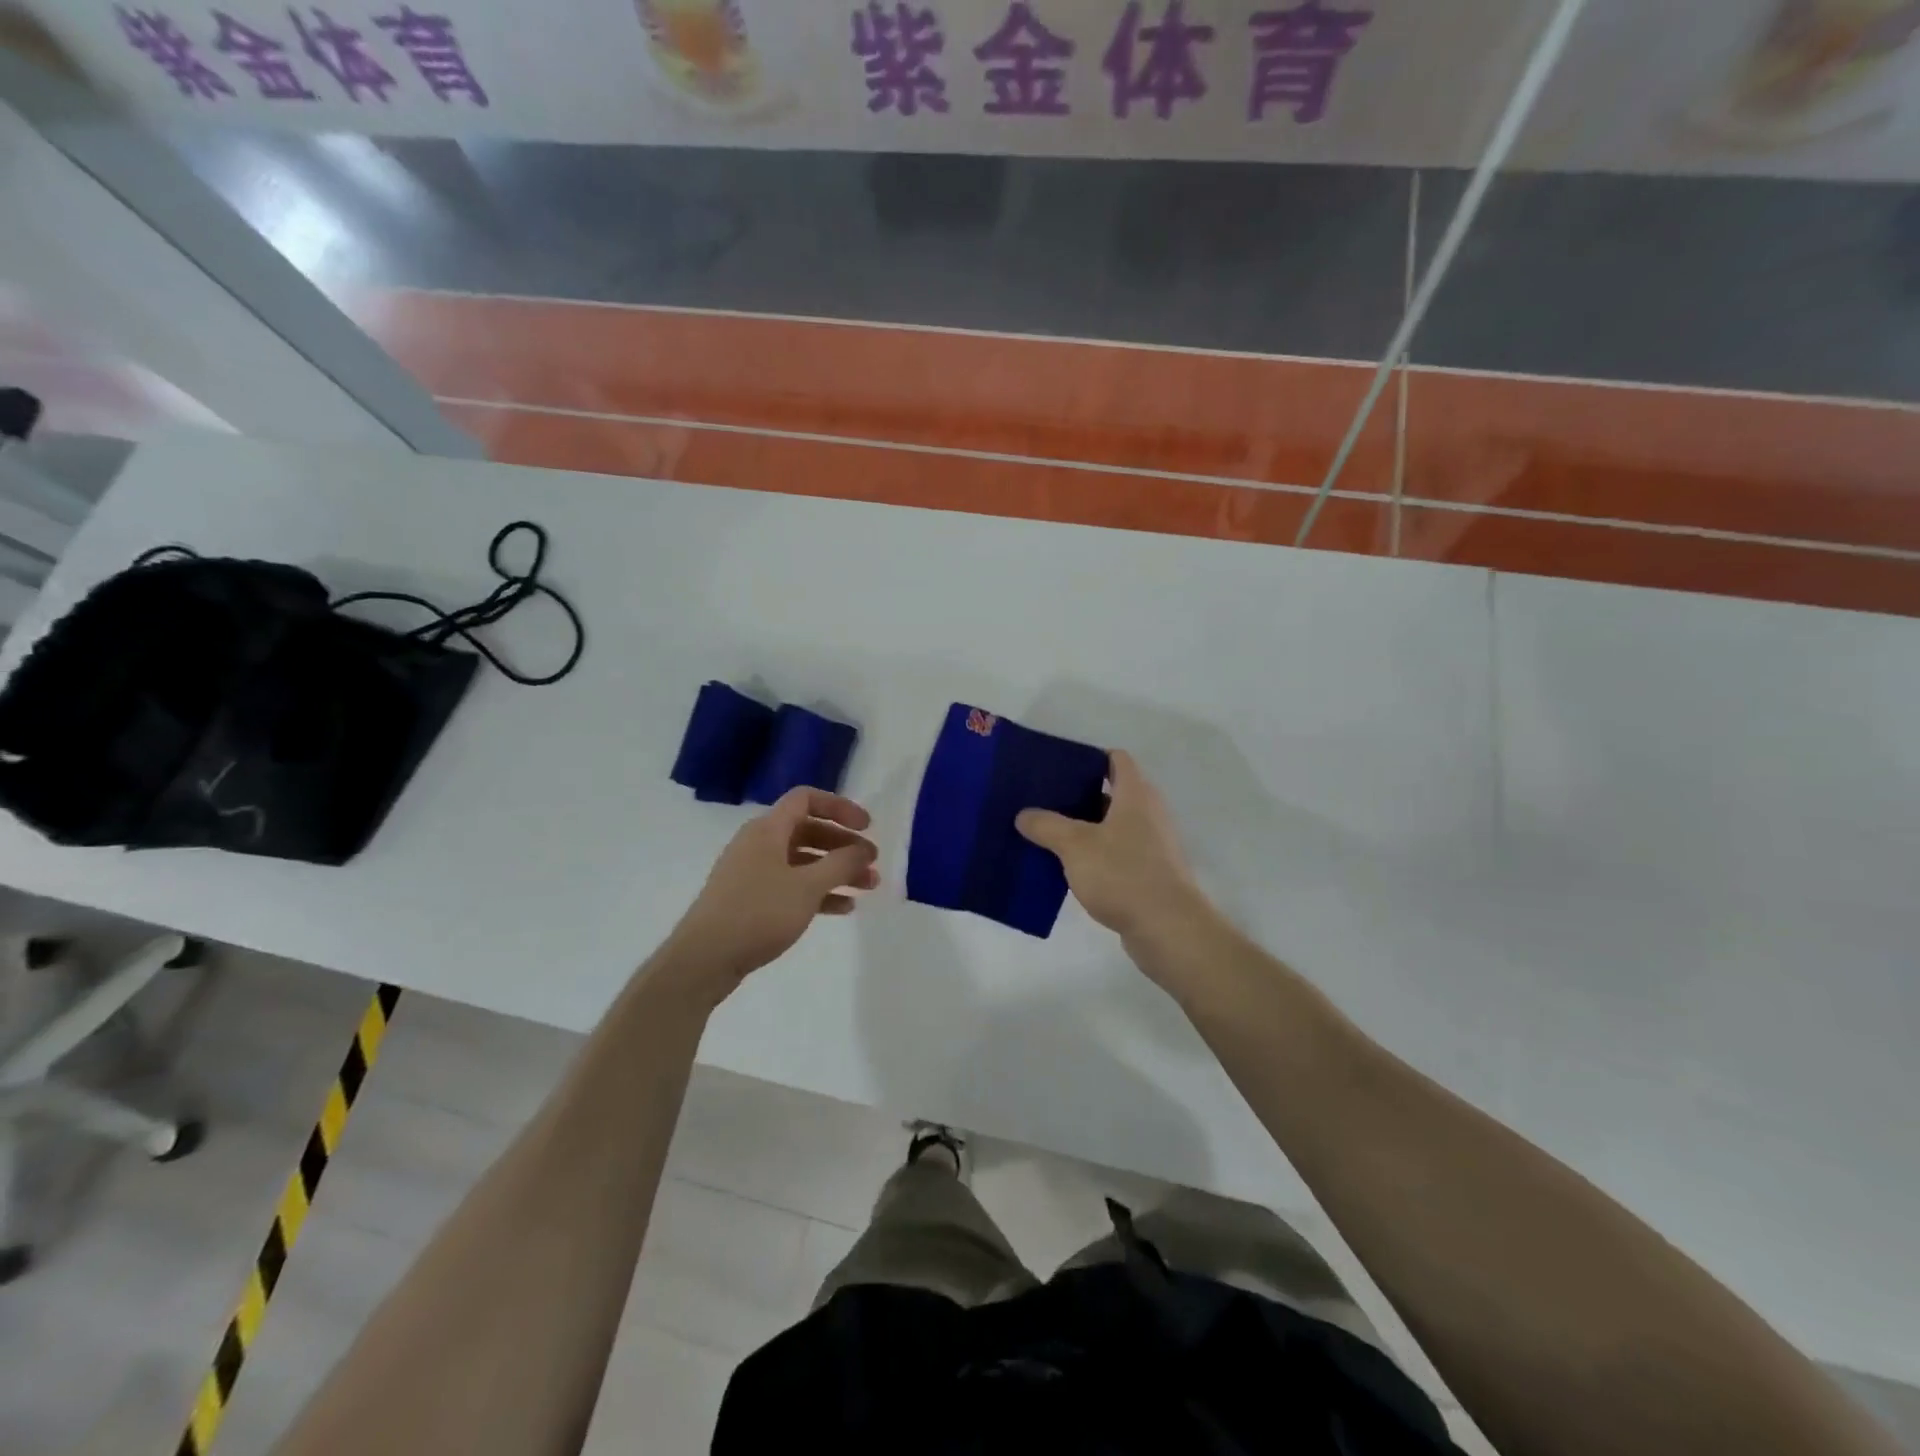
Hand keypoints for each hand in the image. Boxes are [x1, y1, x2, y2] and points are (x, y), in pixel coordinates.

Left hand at [663, 787, 879, 1002]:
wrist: (703, 960)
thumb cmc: (757, 913)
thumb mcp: (807, 887)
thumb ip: (841, 864)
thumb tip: (863, 849)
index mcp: (767, 830)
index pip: (806, 799)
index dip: (840, 807)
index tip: (867, 827)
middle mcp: (759, 844)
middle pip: (809, 831)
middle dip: (844, 845)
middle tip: (872, 862)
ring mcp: (753, 873)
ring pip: (803, 861)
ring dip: (836, 871)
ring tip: (867, 887)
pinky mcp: (751, 900)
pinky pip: (792, 886)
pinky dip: (818, 892)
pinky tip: (843, 908)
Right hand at [1015, 750, 1208, 943]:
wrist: (1168, 928)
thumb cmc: (1123, 874)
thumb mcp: (1075, 846)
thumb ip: (1047, 826)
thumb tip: (1024, 815)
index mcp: (1135, 795)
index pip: (1116, 760)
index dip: (1090, 757)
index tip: (1058, 766)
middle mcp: (1148, 814)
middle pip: (1112, 793)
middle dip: (1078, 795)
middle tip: (1042, 800)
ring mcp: (1151, 845)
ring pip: (1111, 827)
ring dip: (1083, 828)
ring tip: (1046, 833)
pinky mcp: (1148, 874)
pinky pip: (1115, 854)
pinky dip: (1093, 856)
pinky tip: (1065, 868)